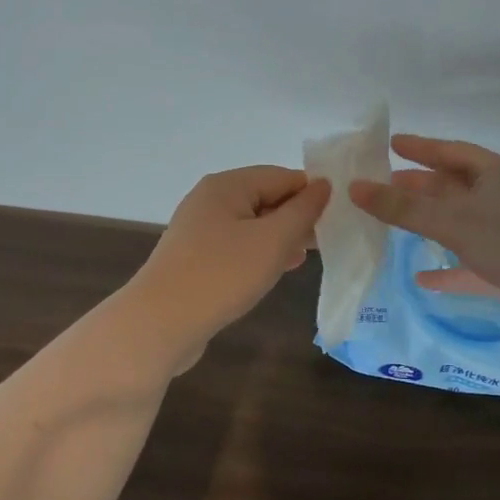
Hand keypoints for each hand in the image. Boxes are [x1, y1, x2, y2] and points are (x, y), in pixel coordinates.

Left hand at [130, 166, 331, 361]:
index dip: (312, 193)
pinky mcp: (195, 258)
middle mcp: (210, 200)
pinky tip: (278, 270)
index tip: (339, 218)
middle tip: (327, 241)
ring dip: (281, 237)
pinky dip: (260, 253)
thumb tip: (323, 185)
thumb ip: (303, 211)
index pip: (282, 176)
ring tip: (306, 257)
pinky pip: (237, 246)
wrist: (160, 324)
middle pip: (266, 198)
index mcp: (227, 185)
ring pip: (252, 224)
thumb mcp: (273, 240)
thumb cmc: (222, 274)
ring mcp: (199, 230)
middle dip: (297, 217)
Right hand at [348, 135, 499, 344]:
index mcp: (494, 175)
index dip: (422, 148)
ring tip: (393, 224)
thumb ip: (404, 207)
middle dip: (419, 186)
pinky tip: (422, 279)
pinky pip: (468, 267)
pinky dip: (446, 271)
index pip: (451, 153)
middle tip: (383, 184)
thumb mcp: (455, 220)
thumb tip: (354, 187)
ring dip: (430, 225)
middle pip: (452, 188)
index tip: (391, 144)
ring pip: (458, 226)